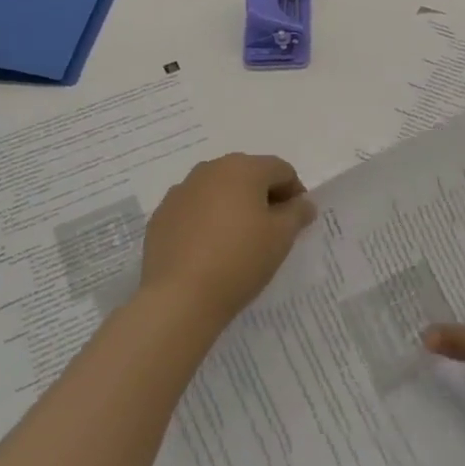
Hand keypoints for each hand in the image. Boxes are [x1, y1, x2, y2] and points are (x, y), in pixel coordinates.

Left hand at [138, 153, 316, 332]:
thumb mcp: (282, 237)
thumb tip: (303, 203)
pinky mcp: (161, 216)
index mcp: (243, 168)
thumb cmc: (240, 259)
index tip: (297, 222)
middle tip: (271, 231)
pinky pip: (194, 210)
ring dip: (234, 207)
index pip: (281, 170)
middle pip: (248, 175)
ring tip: (239, 241)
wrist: (180, 297)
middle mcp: (209, 170)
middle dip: (263, 197)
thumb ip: (298, 212)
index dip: (295, 193)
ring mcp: (180, 192)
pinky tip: (210, 250)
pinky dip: (207, 221)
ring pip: (218, 191)